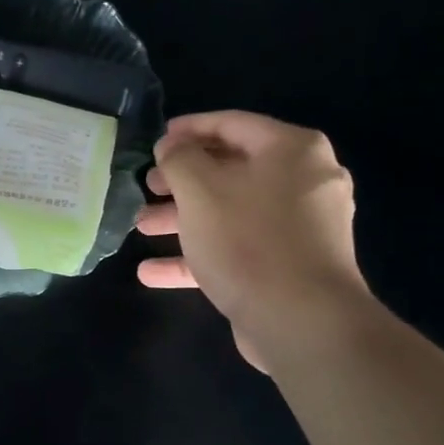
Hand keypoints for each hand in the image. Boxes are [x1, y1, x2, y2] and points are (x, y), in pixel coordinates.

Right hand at [135, 111, 367, 370]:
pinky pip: (236, 249)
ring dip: (182, 218)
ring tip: (141, 227)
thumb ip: (179, 159)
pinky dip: (198, 255)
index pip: (231, 123)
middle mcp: (303, 182)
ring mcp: (297, 228)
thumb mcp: (200, 189)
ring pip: (229, 212)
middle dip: (181, 180)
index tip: (154, 141)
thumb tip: (172, 147)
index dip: (187, 129)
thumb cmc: (248, 239)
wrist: (301, 320)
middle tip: (147, 186)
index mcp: (291, 150)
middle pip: (230, 170)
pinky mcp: (286, 266)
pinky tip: (151, 272)